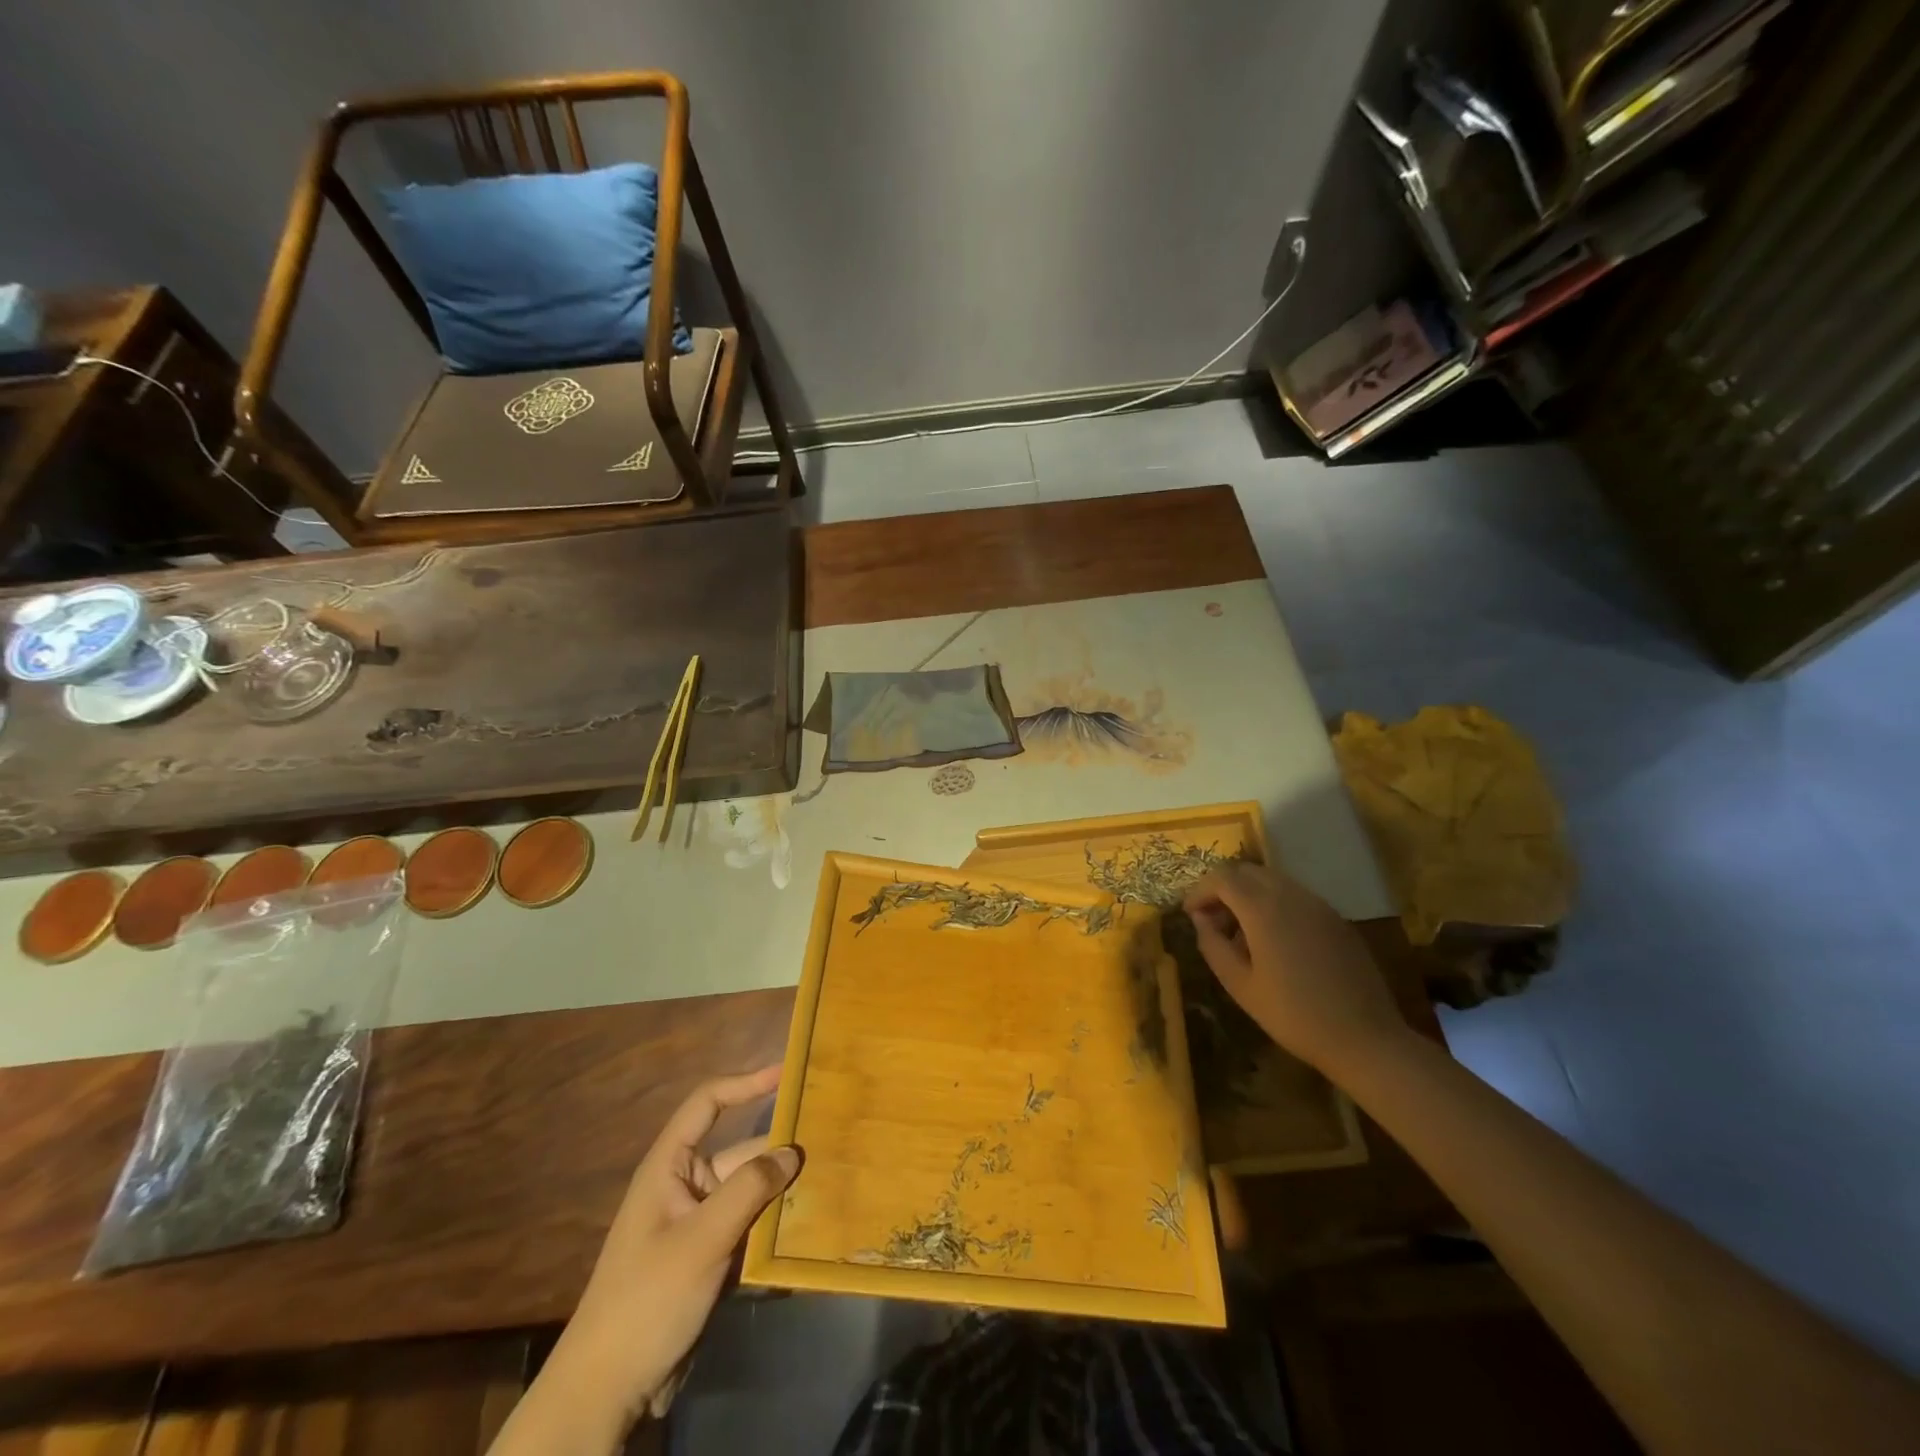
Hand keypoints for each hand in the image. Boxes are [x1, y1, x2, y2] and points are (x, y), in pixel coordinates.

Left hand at [531, 1067, 798, 1442]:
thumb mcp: (701, 1240)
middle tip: (831, 1142)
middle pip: (741, 1152)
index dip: (745, 1084)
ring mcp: (699, 1225)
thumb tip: (792, 1151)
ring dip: (783, 1191)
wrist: (608, 1392)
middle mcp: (686, 1187)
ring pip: (751, 1193)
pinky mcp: (710, 1259)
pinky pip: (750, 1228)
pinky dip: (776, 1225)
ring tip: (833, 1180)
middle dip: (780, 1150)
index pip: (708, 1104)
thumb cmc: (647, 1299)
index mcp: (670, 1167)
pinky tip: (810, 1228)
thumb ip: (749, 1189)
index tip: (786, 1073)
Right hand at [1184, 862, 1407, 1076]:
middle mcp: (1291, 895)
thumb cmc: (1294, 1015)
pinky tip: (1273, 941)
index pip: (1222, 878)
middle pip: (1247, 871)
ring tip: (1240, 933)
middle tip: (1212, 920)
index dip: (1200, 891)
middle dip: (1223, 888)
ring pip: (1272, 881)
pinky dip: (1273, 904)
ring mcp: (1318, 905)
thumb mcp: (1240, 986)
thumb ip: (1213, 946)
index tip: (1189, 914)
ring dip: (1248, 895)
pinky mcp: (1336, 918)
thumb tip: (1200, 919)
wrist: (1365, 1039)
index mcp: (1264, 909)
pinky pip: (1295, 896)